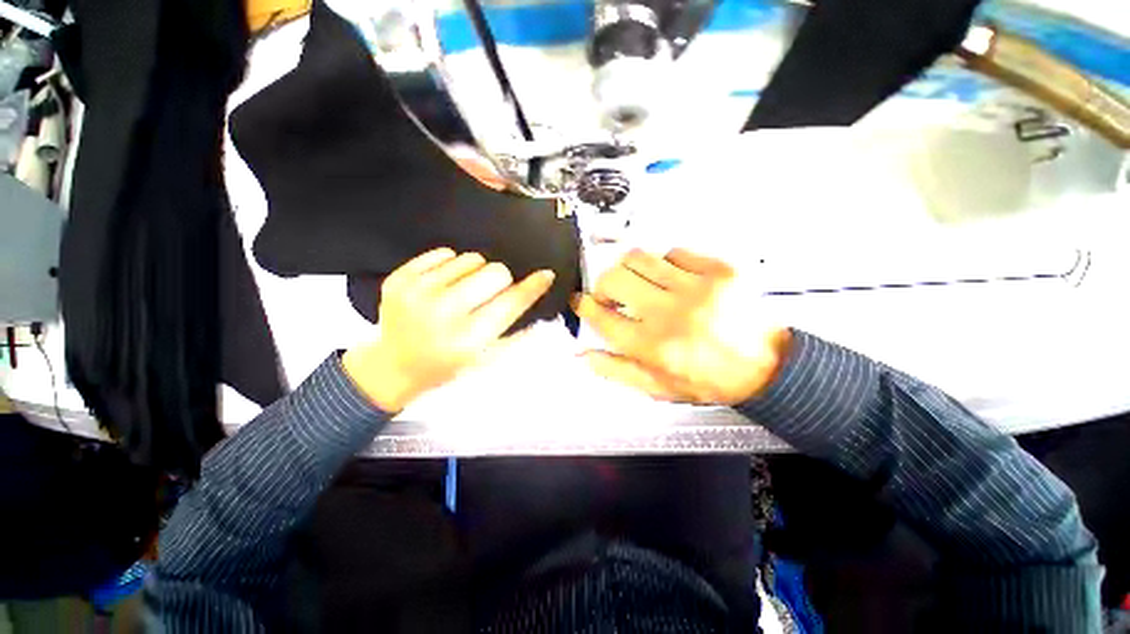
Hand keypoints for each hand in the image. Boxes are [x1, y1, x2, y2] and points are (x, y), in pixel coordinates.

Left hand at [343, 248, 554, 411]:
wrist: (394, 366)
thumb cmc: (448, 366)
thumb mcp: (488, 359)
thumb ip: (517, 331)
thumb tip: (536, 296)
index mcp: (469, 339)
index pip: (512, 302)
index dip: (533, 286)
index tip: (546, 275)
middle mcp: (443, 313)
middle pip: (495, 272)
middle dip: (502, 281)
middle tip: (493, 293)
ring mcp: (417, 292)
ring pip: (471, 258)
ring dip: (476, 272)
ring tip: (465, 290)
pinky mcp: (399, 278)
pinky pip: (443, 253)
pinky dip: (452, 266)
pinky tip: (445, 284)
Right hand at [573, 248, 790, 405]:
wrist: (765, 368)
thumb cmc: (707, 380)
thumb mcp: (656, 388)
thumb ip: (615, 370)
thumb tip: (582, 353)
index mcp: (651, 346)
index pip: (601, 317)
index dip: (583, 305)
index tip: (581, 300)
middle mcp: (669, 314)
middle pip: (614, 279)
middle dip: (603, 285)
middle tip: (610, 294)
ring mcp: (696, 288)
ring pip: (640, 257)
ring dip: (629, 268)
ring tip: (637, 282)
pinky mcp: (719, 270)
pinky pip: (675, 252)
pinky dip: (665, 263)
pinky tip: (672, 278)